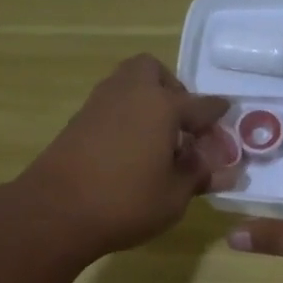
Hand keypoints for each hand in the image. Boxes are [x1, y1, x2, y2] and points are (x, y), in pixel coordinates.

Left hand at [15, 54, 236, 260]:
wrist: (55, 211)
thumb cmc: (126, 202)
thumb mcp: (174, 196)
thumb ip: (199, 176)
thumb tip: (222, 171)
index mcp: (162, 105)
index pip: (201, 105)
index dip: (217, 115)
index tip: (227, 118)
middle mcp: (131, 93)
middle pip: (154, 72)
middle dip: (172, 90)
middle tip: (181, 124)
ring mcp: (100, 104)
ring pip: (128, 85)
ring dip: (146, 102)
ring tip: (158, 139)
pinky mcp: (78, 121)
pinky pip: (112, 106)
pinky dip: (126, 117)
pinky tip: (131, 149)